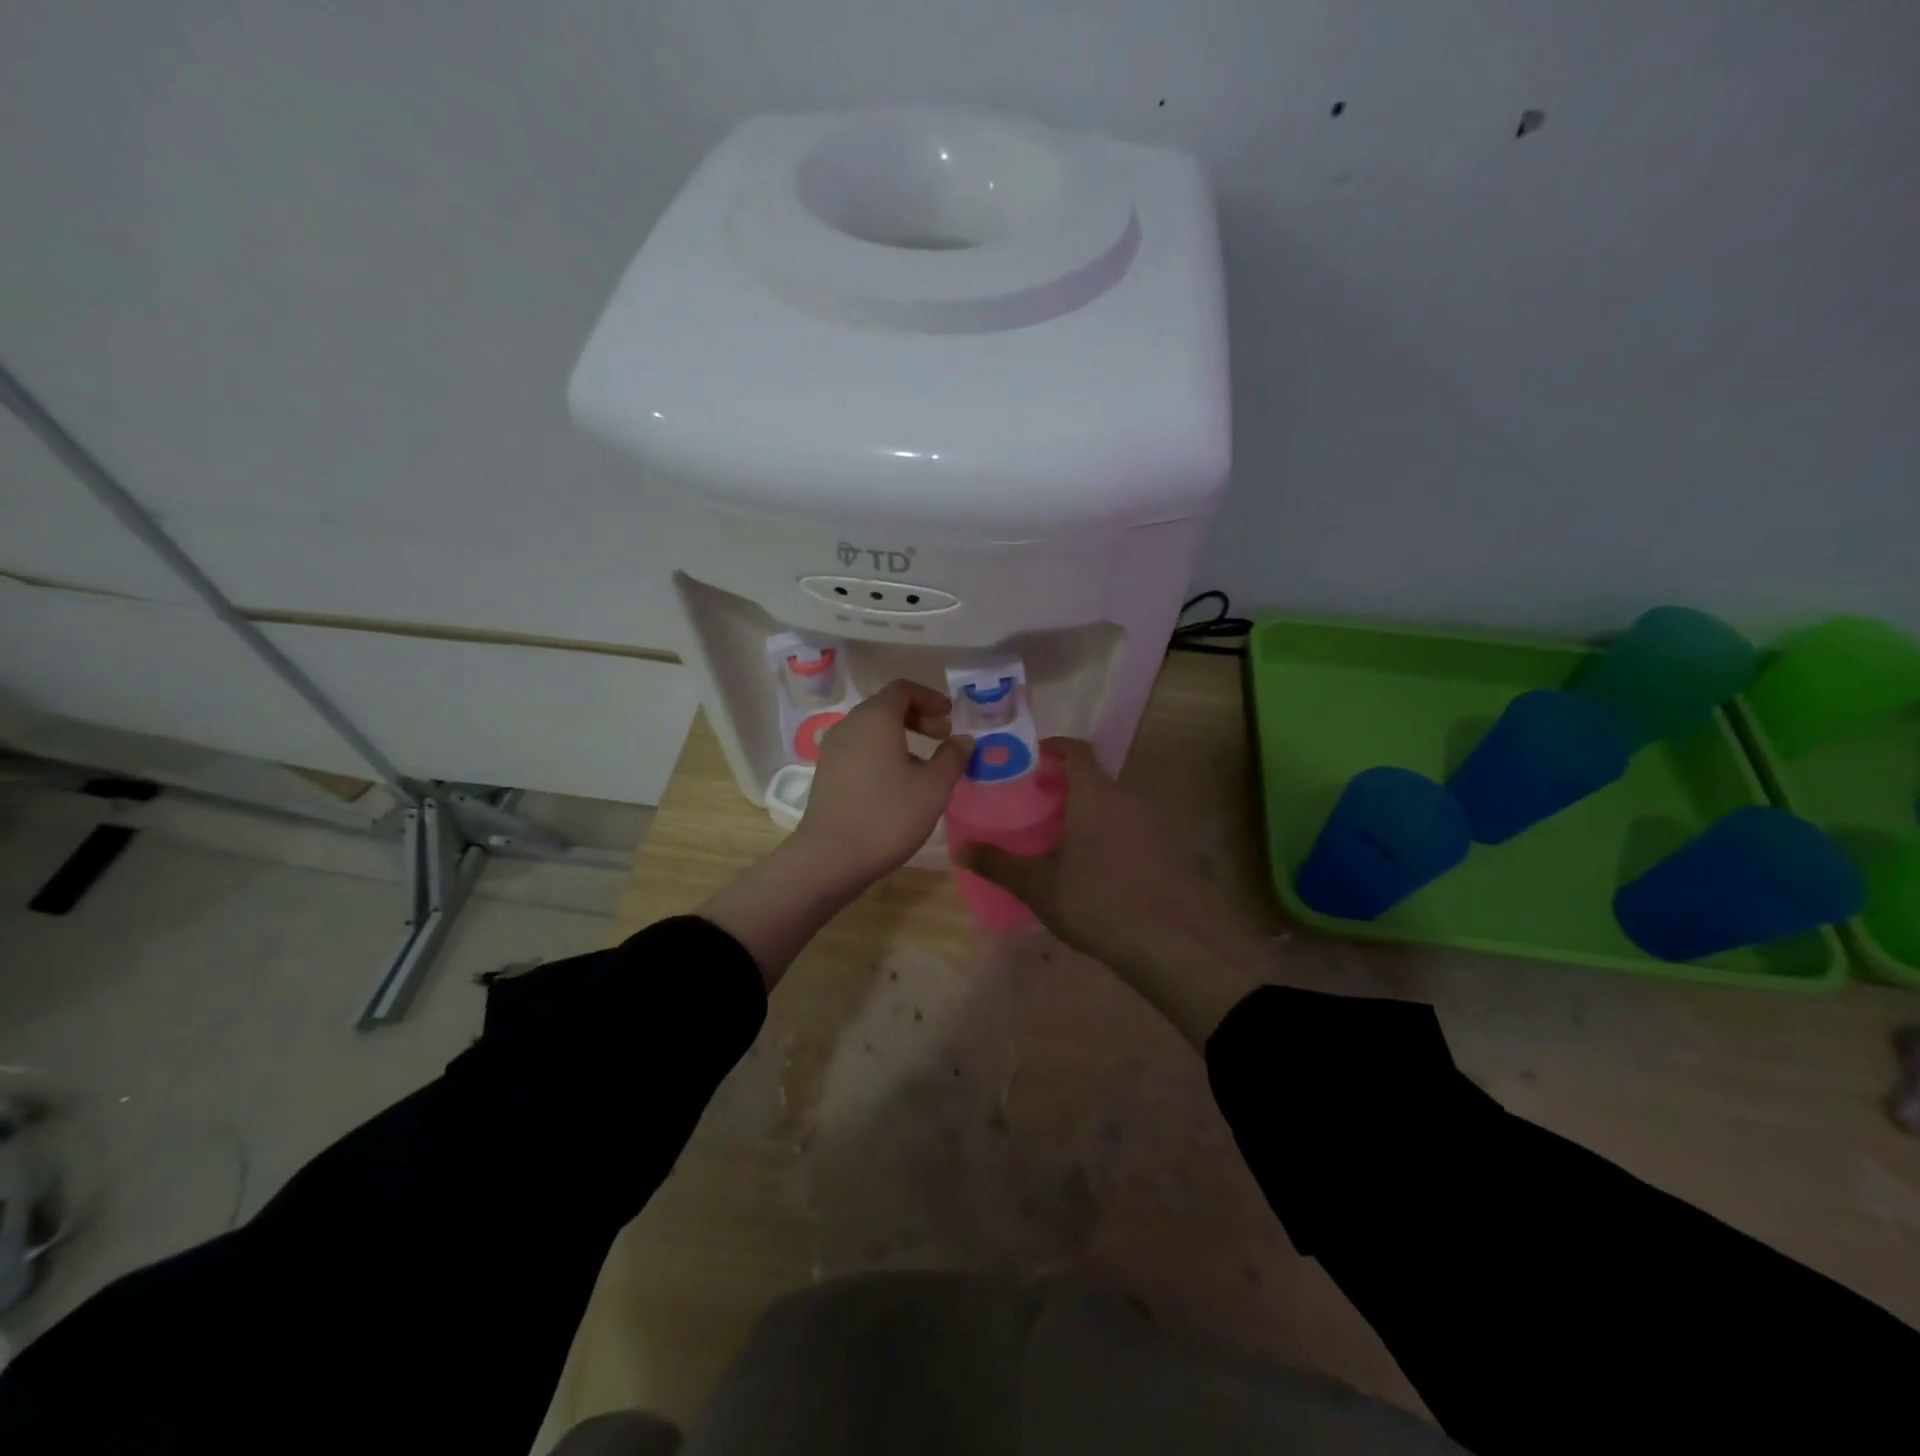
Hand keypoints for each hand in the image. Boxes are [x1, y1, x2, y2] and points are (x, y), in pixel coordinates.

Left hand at [704, 680, 968, 989]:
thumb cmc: (888, 815)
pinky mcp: (826, 773)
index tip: (950, 715)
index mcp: (875, 718)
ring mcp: (833, 749)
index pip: (902, 689)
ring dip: (901, 737)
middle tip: (943, 737)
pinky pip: (860, 749)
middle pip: (886, 707)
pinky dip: (883, 752)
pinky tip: (898, 783)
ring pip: (872, 730)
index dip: (930, 697)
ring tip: (925, 764)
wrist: (831, 857)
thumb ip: (953, 757)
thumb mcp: (933, 787)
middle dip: (918, 717)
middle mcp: (850, 725)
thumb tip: (963, 739)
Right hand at [953, 738, 1263, 1045]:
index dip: (1054, 747)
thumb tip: (960, 850)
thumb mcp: (1039, 885)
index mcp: (1094, 794)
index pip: (1076, 750)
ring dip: (1092, 812)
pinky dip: (1114, 835)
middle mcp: (1128, 798)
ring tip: (1066, 839)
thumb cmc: (1097, 900)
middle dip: (1068, 786)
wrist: (1173, 940)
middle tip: (1040, 806)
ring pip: (1116, 805)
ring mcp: (1155, 823)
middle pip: (1095, 778)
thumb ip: (998, 864)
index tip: (1033, 758)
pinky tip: (1101, 869)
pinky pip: (1134, 829)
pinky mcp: (1171, 850)